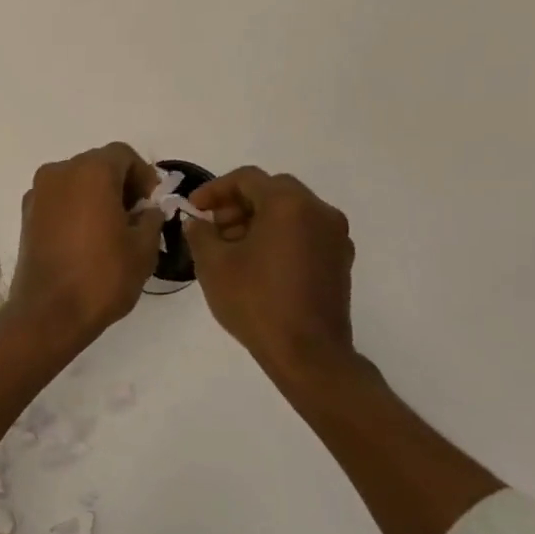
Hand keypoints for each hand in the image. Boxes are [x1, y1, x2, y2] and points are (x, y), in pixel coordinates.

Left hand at [9, 142, 162, 345]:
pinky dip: (76, 208)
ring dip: (97, 195)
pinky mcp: (27, 215)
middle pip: (97, 164)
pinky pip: (59, 199)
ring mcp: (38, 193)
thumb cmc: (102, 276)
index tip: (152, 203)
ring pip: (76, 181)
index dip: (143, 175)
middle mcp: (60, 172)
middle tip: (137, 216)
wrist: (49, 313)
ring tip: (113, 229)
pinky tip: (87, 239)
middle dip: (120, 184)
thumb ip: (151, 219)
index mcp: (91, 172)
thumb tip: (148, 210)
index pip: (123, 155)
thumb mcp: (143, 248)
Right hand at [184, 167, 363, 380]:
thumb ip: (200, 234)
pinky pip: (305, 232)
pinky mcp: (340, 260)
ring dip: (259, 219)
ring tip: (232, 248)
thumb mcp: (213, 265)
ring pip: (291, 211)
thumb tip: (199, 223)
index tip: (194, 208)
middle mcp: (319, 211)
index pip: (247, 179)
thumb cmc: (256, 302)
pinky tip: (259, 263)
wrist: (308, 354)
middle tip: (213, 227)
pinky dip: (280, 236)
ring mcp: (335, 236)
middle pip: (272, 191)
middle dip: (238, 204)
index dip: (214, 189)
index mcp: (289, 204)